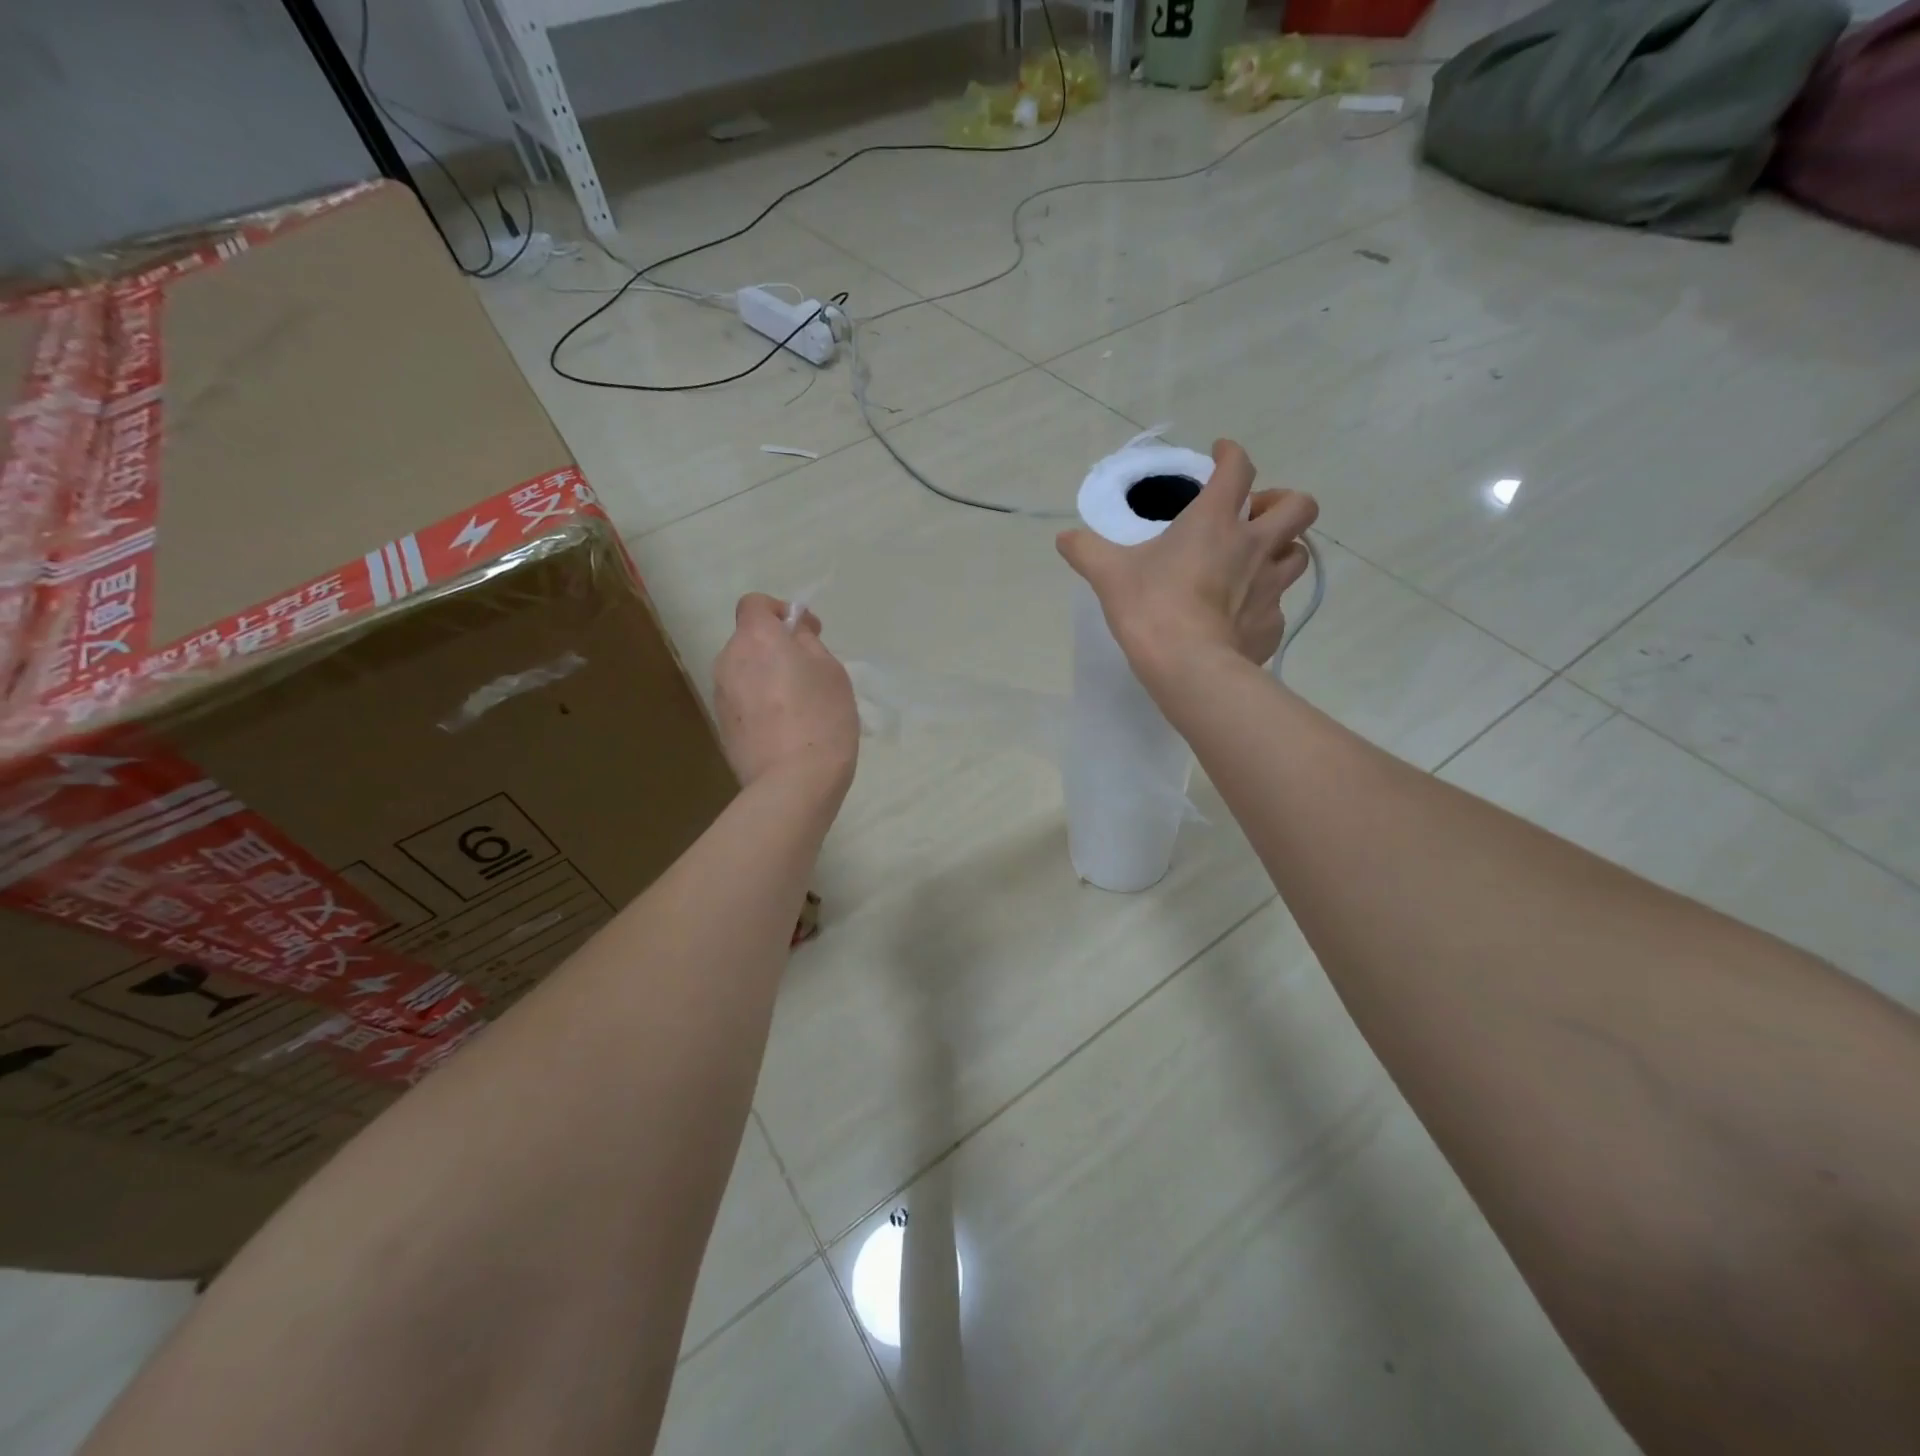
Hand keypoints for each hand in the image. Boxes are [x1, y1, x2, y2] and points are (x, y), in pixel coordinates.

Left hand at [713, 595, 858, 796]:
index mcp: (756, 639)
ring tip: (796, 705)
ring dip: (765, 677)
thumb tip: (794, 633)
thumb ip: (809, 643)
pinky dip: (758, 703)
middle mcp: (729, 660)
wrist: (793, 782)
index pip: (755, 604)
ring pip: (744, 672)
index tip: (805, 633)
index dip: (780, 612)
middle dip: (774, 648)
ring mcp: (720, 694)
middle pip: (749, 640)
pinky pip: (741, 700)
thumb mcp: (832, 671)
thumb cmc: (822, 718)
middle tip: (808, 673)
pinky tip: (783, 728)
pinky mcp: (720, 725)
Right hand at [1056, 439, 1317, 682]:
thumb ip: (1086, 551)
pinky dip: (1265, 604)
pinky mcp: (1272, 624)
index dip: (1232, 454)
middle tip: (1256, 516)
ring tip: (1258, 563)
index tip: (1221, 455)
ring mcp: (1271, 587)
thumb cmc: (1151, 608)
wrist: (1189, 666)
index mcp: (1215, 521)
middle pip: (1299, 506)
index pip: (1238, 469)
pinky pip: (1279, 606)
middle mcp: (1254, 546)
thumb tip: (1064, 539)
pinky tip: (1242, 617)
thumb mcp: (1108, 575)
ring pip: (1299, 554)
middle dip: (1283, 503)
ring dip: (1284, 550)